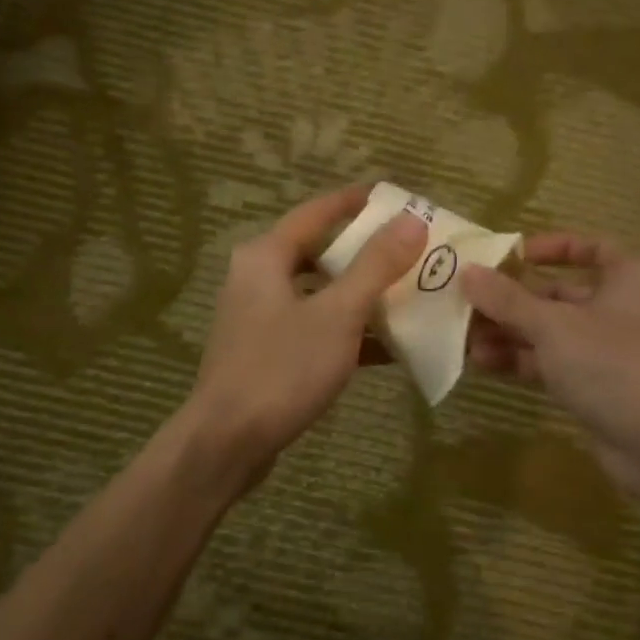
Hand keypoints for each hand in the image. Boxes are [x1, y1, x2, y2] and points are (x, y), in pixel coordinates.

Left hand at [188, 186, 427, 471]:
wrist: (227, 442)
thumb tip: (412, 220)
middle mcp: (257, 278)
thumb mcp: (338, 314)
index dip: (356, 201)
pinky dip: (347, 331)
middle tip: (411, 249)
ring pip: (319, 294)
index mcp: (266, 257)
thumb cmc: (282, 369)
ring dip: (361, 294)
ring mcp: (260, 318)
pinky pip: (315, 328)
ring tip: (408, 293)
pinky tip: (388, 346)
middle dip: (366, 252)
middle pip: (319, 252)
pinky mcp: (267, 353)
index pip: (317, 212)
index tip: (395, 196)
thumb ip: (376, 265)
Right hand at [462, 234, 639, 494]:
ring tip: (464, 339)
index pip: (589, 247)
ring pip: (553, 332)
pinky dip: (523, 360)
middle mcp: (625, 306)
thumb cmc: (612, 362)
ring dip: (510, 333)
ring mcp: (612, 349)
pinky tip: (483, 362)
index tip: (508, 258)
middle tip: (466, 304)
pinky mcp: (599, 385)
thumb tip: (466, 272)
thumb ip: (507, 299)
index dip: (548, 248)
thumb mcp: (552, 325)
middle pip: (560, 294)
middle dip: (512, 301)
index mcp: (631, 275)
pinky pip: (554, 363)